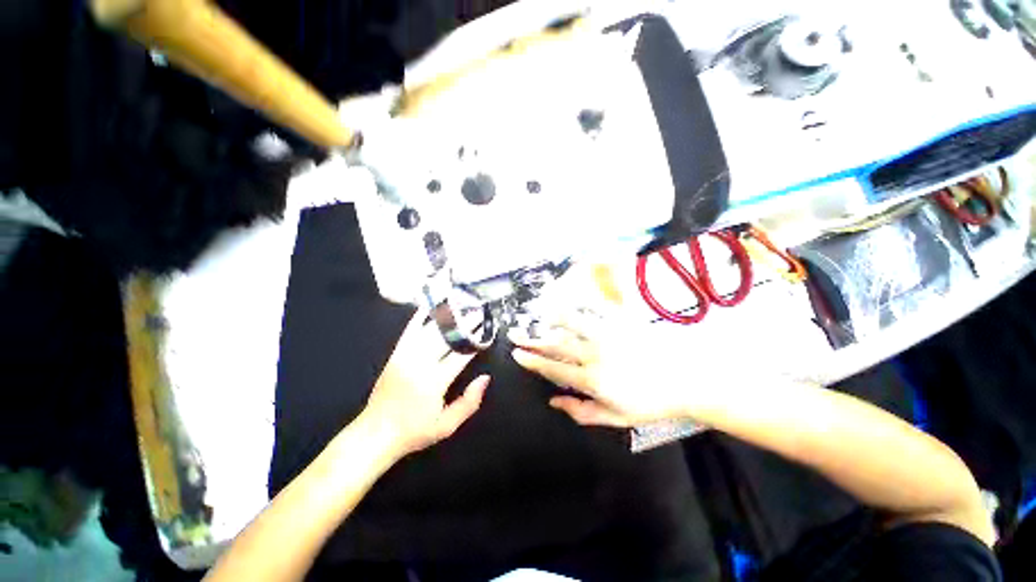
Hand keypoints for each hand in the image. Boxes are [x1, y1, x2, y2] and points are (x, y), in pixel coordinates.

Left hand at [359, 311, 488, 459]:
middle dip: (463, 325)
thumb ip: (469, 402)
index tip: (485, 330)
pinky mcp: (396, 355)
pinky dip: (419, 319)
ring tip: (459, 308)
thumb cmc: (415, 431)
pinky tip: (428, 308)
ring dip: (446, 319)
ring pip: (429, 332)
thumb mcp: (447, 425)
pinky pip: (409, 332)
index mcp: (434, 381)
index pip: (459, 355)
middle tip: (477, 313)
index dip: (473, 342)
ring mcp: (405, 357)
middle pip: (446, 339)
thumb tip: (485, 378)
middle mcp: (419, 364)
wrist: (376, 433)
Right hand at [509, 263, 695, 427]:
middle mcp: (594, 354)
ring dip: (551, 318)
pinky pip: (596, 307)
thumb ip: (582, 411)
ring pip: (572, 323)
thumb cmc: (651, 402)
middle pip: (556, 346)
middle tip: (514, 333)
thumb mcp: (616, 417)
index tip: (516, 354)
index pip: (554, 369)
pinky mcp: (621, 321)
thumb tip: (554, 401)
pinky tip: (568, 297)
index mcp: (592, 379)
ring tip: (536, 313)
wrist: (687, 379)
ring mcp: (608, 334)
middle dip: (532, 340)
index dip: (533, 362)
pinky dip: (579, 301)